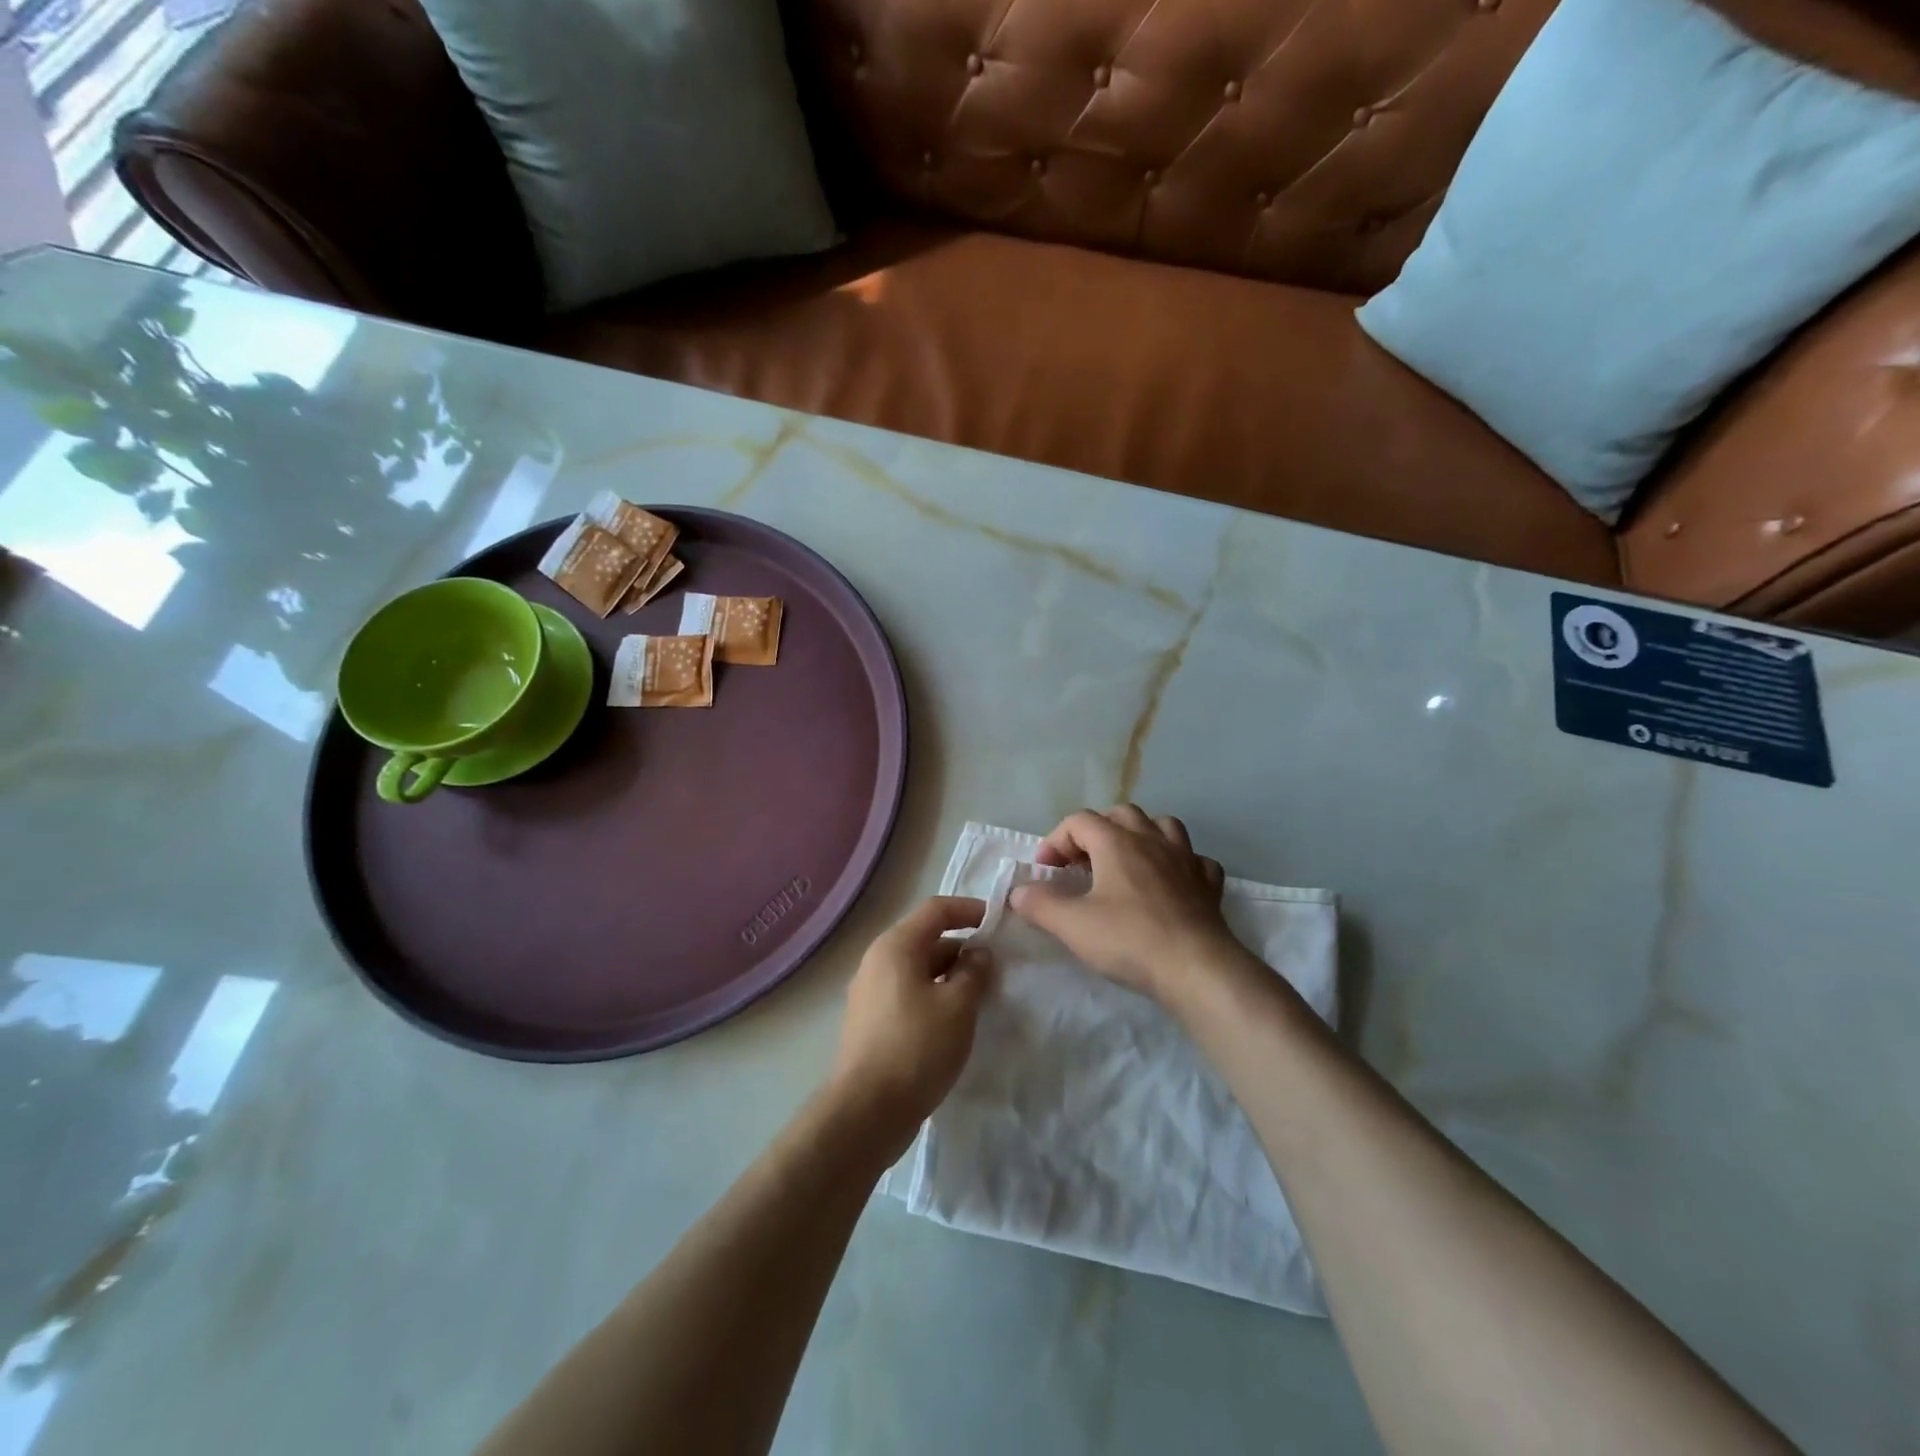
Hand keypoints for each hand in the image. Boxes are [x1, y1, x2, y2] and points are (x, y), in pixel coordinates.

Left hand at [827, 897, 990, 1155]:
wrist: (866, 1111)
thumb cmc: (916, 1048)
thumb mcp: (958, 1006)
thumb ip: (974, 972)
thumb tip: (978, 954)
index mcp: (896, 946)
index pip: (936, 910)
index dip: (969, 910)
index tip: (999, 922)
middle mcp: (878, 961)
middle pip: (926, 939)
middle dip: (963, 949)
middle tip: (997, 969)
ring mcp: (871, 993)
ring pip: (919, 970)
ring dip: (951, 977)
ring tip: (982, 997)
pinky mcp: (872, 1022)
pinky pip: (910, 994)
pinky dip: (935, 997)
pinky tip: (955, 1022)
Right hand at [1009, 805, 1240, 1000]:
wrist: (1196, 968)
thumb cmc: (1129, 939)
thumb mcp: (1072, 925)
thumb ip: (1039, 904)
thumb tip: (1018, 892)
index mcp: (1117, 842)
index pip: (1078, 821)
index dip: (1055, 841)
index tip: (1045, 872)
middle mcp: (1152, 840)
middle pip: (1120, 814)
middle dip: (1096, 831)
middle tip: (1082, 864)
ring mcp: (1185, 859)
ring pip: (1162, 826)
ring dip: (1140, 835)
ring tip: (1126, 861)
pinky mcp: (1208, 884)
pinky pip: (1194, 859)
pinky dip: (1178, 864)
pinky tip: (1170, 882)